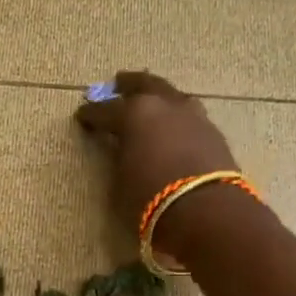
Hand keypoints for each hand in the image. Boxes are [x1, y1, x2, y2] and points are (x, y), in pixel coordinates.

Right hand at [75, 71, 238, 259]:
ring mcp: (193, 116)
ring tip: (152, 102)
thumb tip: (123, 150)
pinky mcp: (214, 133)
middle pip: (144, 85)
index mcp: (134, 114)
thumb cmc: (151, 200)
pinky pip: (190, 117)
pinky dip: (178, 118)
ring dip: (159, 97)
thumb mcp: (121, 182)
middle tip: (118, 83)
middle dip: (128, 84)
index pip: (105, 110)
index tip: (82, 115)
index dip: (91, 114)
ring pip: (172, 96)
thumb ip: (120, 158)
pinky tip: (175, 127)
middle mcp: (164, 106)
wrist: (207, 212)